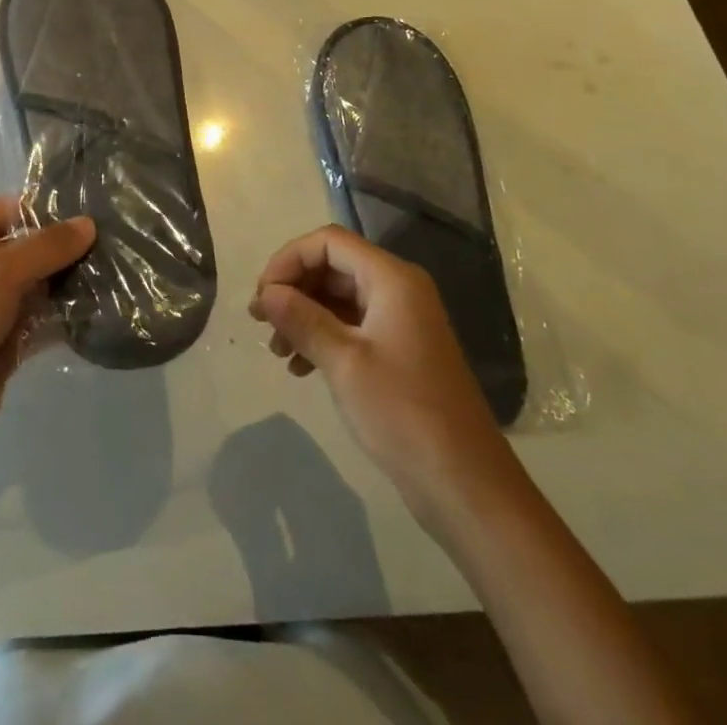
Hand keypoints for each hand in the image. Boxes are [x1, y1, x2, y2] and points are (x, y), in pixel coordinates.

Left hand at [0, 194, 94, 456]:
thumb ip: (47, 246)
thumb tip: (90, 224)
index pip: (18, 207)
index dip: (55, 208)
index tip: (101, 211)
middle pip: (36, 244)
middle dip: (73, 246)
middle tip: (120, 243)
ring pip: (45, 282)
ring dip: (75, 281)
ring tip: (121, 273)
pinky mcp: (11, 337)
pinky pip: (47, 317)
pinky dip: (69, 314)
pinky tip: (105, 308)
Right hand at [251, 225, 510, 511]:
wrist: (465, 485)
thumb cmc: (403, 412)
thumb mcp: (344, 362)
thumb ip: (301, 318)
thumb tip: (266, 293)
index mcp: (392, 279)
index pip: (329, 242)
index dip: (289, 259)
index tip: (262, 296)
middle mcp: (398, 289)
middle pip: (332, 266)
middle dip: (293, 289)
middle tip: (261, 322)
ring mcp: (400, 320)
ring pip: (338, 297)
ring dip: (303, 315)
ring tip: (277, 351)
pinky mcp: (399, 350)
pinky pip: (351, 325)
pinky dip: (322, 337)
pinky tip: (299, 368)